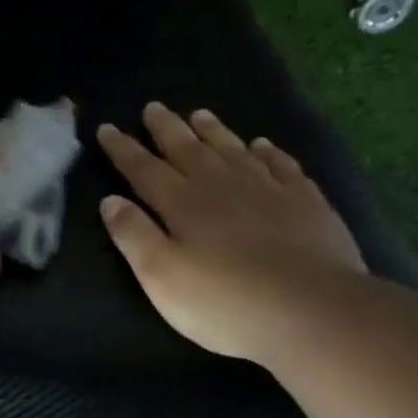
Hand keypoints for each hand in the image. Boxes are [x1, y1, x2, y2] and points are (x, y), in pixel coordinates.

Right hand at [97, 104, 365, 363]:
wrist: (311, 310)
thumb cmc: (224, 301)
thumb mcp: (161, 276)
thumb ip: (134, 236)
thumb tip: (110, 201)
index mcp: (182, 204)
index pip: (144, 169)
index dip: (124, 149)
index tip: (106, 128)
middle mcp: (222, 185)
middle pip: (188, 149)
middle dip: (167, 129)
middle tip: (154, 107)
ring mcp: (268, 189)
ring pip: (233, 150)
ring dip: (214, 131)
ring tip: (200, 114)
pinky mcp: (305, 202)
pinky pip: (281, 165)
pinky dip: (268, 152)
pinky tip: (262, 146)